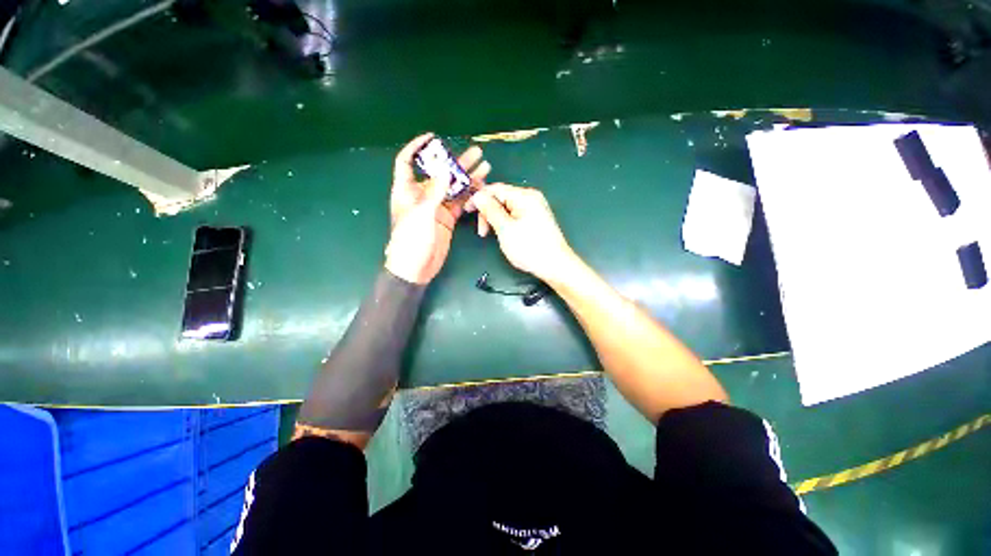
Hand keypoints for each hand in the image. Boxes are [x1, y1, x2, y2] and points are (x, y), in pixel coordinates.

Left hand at [385, 133, 490, 283]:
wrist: (416, 268)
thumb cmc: (411, 240)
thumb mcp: (421, 214)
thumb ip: (435, 192)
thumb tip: (445, 170)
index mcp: (407, 190)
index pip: (407, 162)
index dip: (417, 147)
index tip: (433, 137)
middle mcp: (422, 195)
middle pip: (439, 174)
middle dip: (456, 163)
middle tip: (476, 153)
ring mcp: (436, 207)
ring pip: (453, 188)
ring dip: (467, 178)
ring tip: (484, 167)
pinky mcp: (447, 219)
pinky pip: (459, 203)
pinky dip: (469, 195)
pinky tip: (480, 187)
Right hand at [468, 183, 577, 283]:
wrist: (555, 266)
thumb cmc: (530, 248)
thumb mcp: (505, 229)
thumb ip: (490, 210)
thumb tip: (478, 196)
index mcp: (524, 196)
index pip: (495, 189)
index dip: (478, 198)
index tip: (467, 211)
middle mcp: (531, 197)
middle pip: (501, 198)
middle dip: (488, 212)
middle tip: (483, 232)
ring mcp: (535, 208)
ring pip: (507, 208)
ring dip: (495, 219)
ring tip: (492, 236)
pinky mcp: (536, 219)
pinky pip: (515, 215)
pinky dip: (505, 223)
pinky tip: (504, 234)